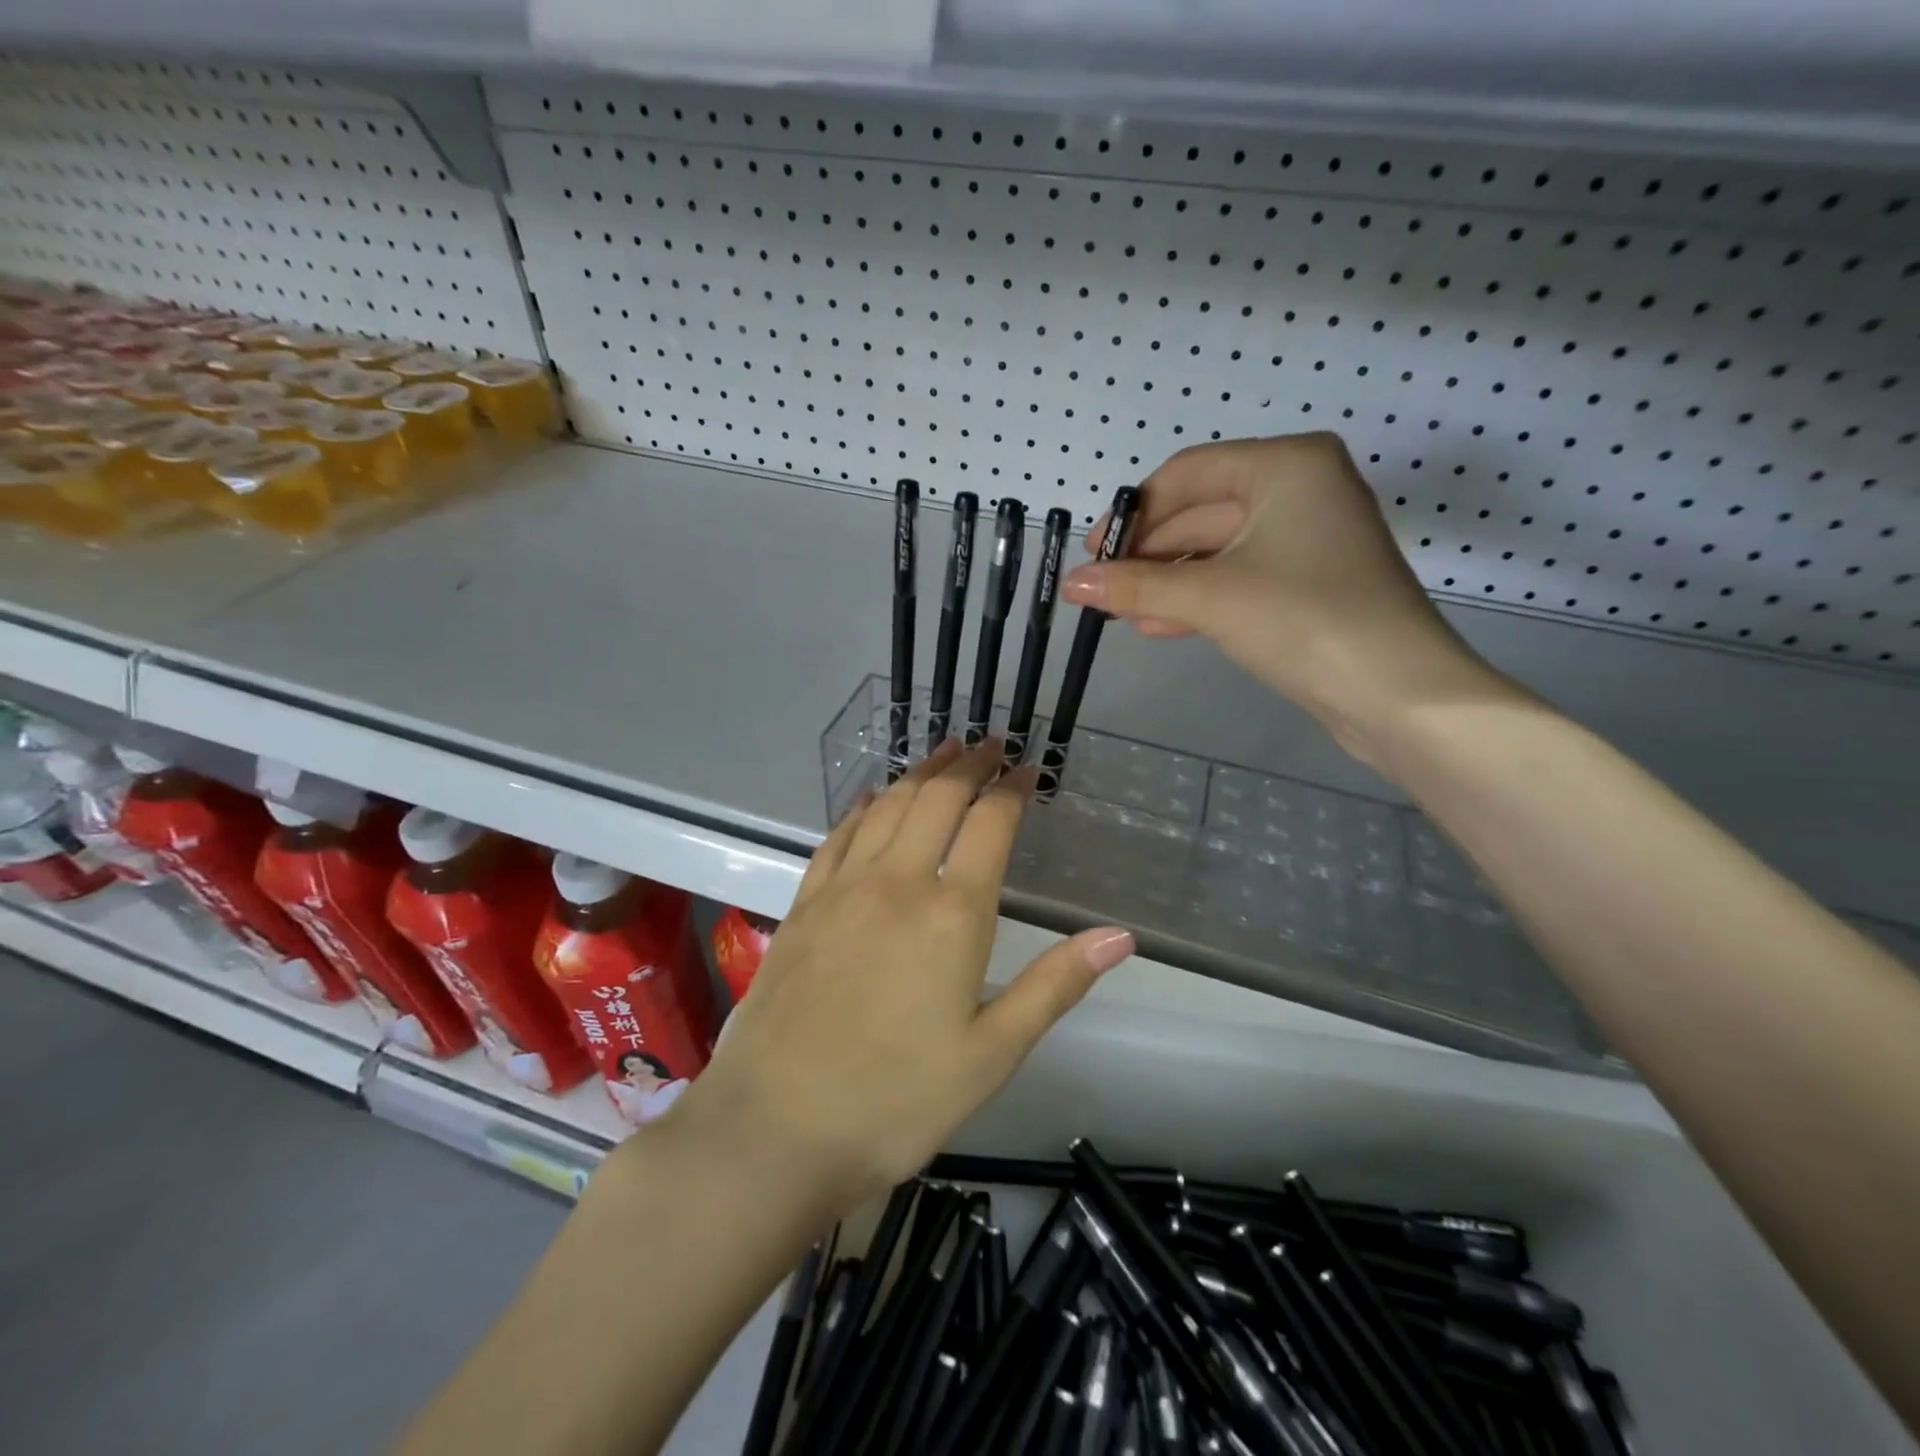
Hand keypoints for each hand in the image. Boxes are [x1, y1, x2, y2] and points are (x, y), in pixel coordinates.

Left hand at [668, 738, 1134, 1216]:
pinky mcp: (804, 905)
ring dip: (919, 774)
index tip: (1028, 769)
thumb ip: (1055, 986)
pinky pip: (838, 836)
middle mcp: (897, 883)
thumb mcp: (992, 1055)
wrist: (774, 1128)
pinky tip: (870, 798)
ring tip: (942, 755)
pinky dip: (862, 807)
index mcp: (952, 915)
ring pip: (887, 807)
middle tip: (989, 746)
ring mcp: (843, 889)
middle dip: (968, 765)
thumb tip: (1120, 936)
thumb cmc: (895, 1100)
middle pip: (937, 799)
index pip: (990, 824)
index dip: (1012, 789)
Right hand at [1062, 433, 1508, 765]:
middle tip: (1099, 589)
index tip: (1092, 555)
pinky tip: (1157, 626)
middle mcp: (1300, 488)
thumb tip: (1071, 585)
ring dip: (1167, 581)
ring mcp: (1307, 537)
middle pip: (1200, 510)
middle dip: (1147, 554)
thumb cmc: (1305, 620)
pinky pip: (1238, 577)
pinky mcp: (1308, 582)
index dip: (1132, 515)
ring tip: (1120, 613)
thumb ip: (1136, 587)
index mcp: (1285, 465)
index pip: (1186, 474)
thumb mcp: (1210, 598)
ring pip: (1216, 549)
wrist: (1398, 695)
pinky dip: (1198, 598)